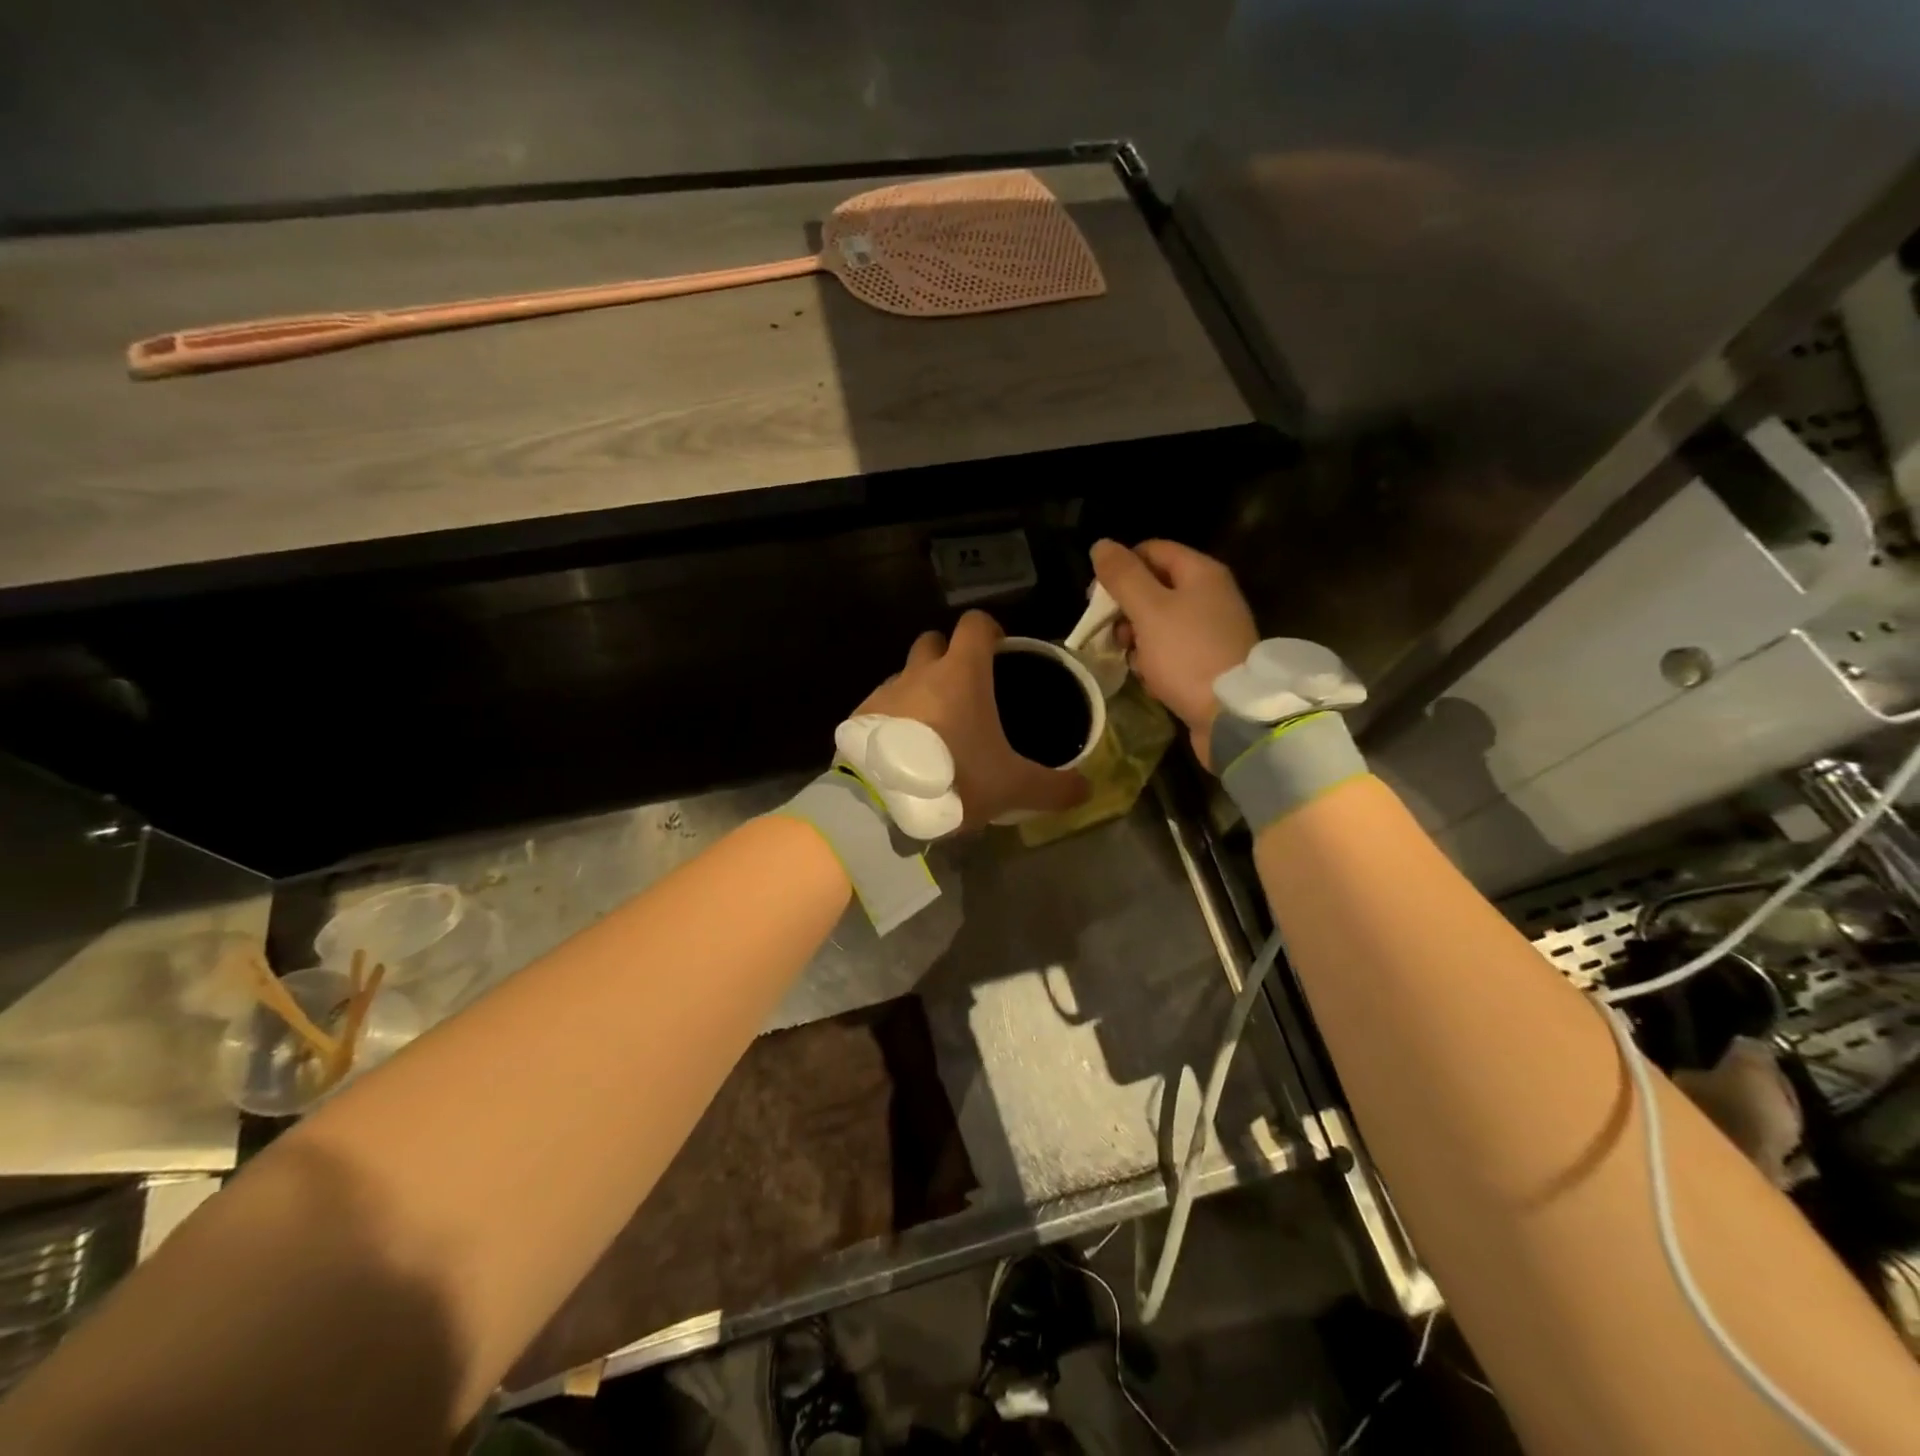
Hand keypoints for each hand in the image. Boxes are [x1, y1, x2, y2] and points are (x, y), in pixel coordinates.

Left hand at [856, 611, 1088, 829]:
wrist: (881, 804)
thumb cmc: (954, 780)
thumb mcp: (1013, 787)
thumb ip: (1054, 787)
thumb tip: (1087, 789)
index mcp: (960, 673)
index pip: (975, 624)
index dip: (990, 630)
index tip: (1000, 650)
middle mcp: (919, 672)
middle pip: (933, 642)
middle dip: (949, 656)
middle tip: (967, 692)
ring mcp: (884, 692)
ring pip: (905, 674)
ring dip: (919, 690)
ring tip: (934, 729)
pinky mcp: (859, 716)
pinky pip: (881, 706)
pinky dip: (894, 718)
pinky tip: (903, 751)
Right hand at [1090, 539, 1257, 768]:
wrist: (1232, 715)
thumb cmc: (1187, 654)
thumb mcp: (1149, 611)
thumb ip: (1123, 577)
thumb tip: (1101, 545)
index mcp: (1201, 573)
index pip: (1151, 551)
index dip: (1120, 568)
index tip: (1096, 597)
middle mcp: (1211, 594)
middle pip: (1155, 587)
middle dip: (1125, 608)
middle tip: (1109, 632)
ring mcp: (1211, 629)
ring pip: (1160, 621)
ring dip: (1137, 637)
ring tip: (1128, 658)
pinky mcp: (1209, 661)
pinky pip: (1172, 649)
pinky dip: (1155, 659)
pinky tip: (1148, 677)